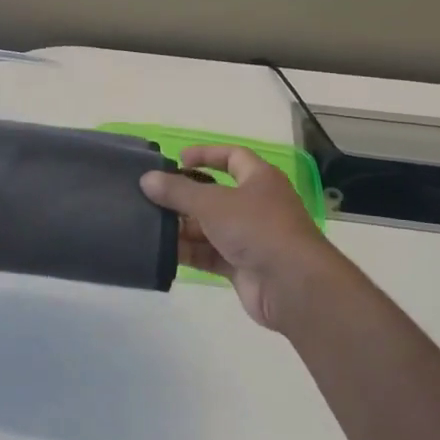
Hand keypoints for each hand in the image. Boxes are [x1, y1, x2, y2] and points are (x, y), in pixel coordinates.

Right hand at [140, 145, 330, 330]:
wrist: (292, 284)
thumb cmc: (256, 229)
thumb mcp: (212, 203)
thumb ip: (177, 191)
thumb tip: (147, 179)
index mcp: (260, 180)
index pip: (233, 157)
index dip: (206, 154)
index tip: (177, 159)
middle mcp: (256, 205)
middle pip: (214, 195)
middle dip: (184, 197)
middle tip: (151, 198)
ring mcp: (250, 237)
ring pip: (209, 227)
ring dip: (182, 227)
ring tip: (148, 226)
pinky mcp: (241, 266)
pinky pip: (209, 254)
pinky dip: (189, 252)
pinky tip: (162, 252)